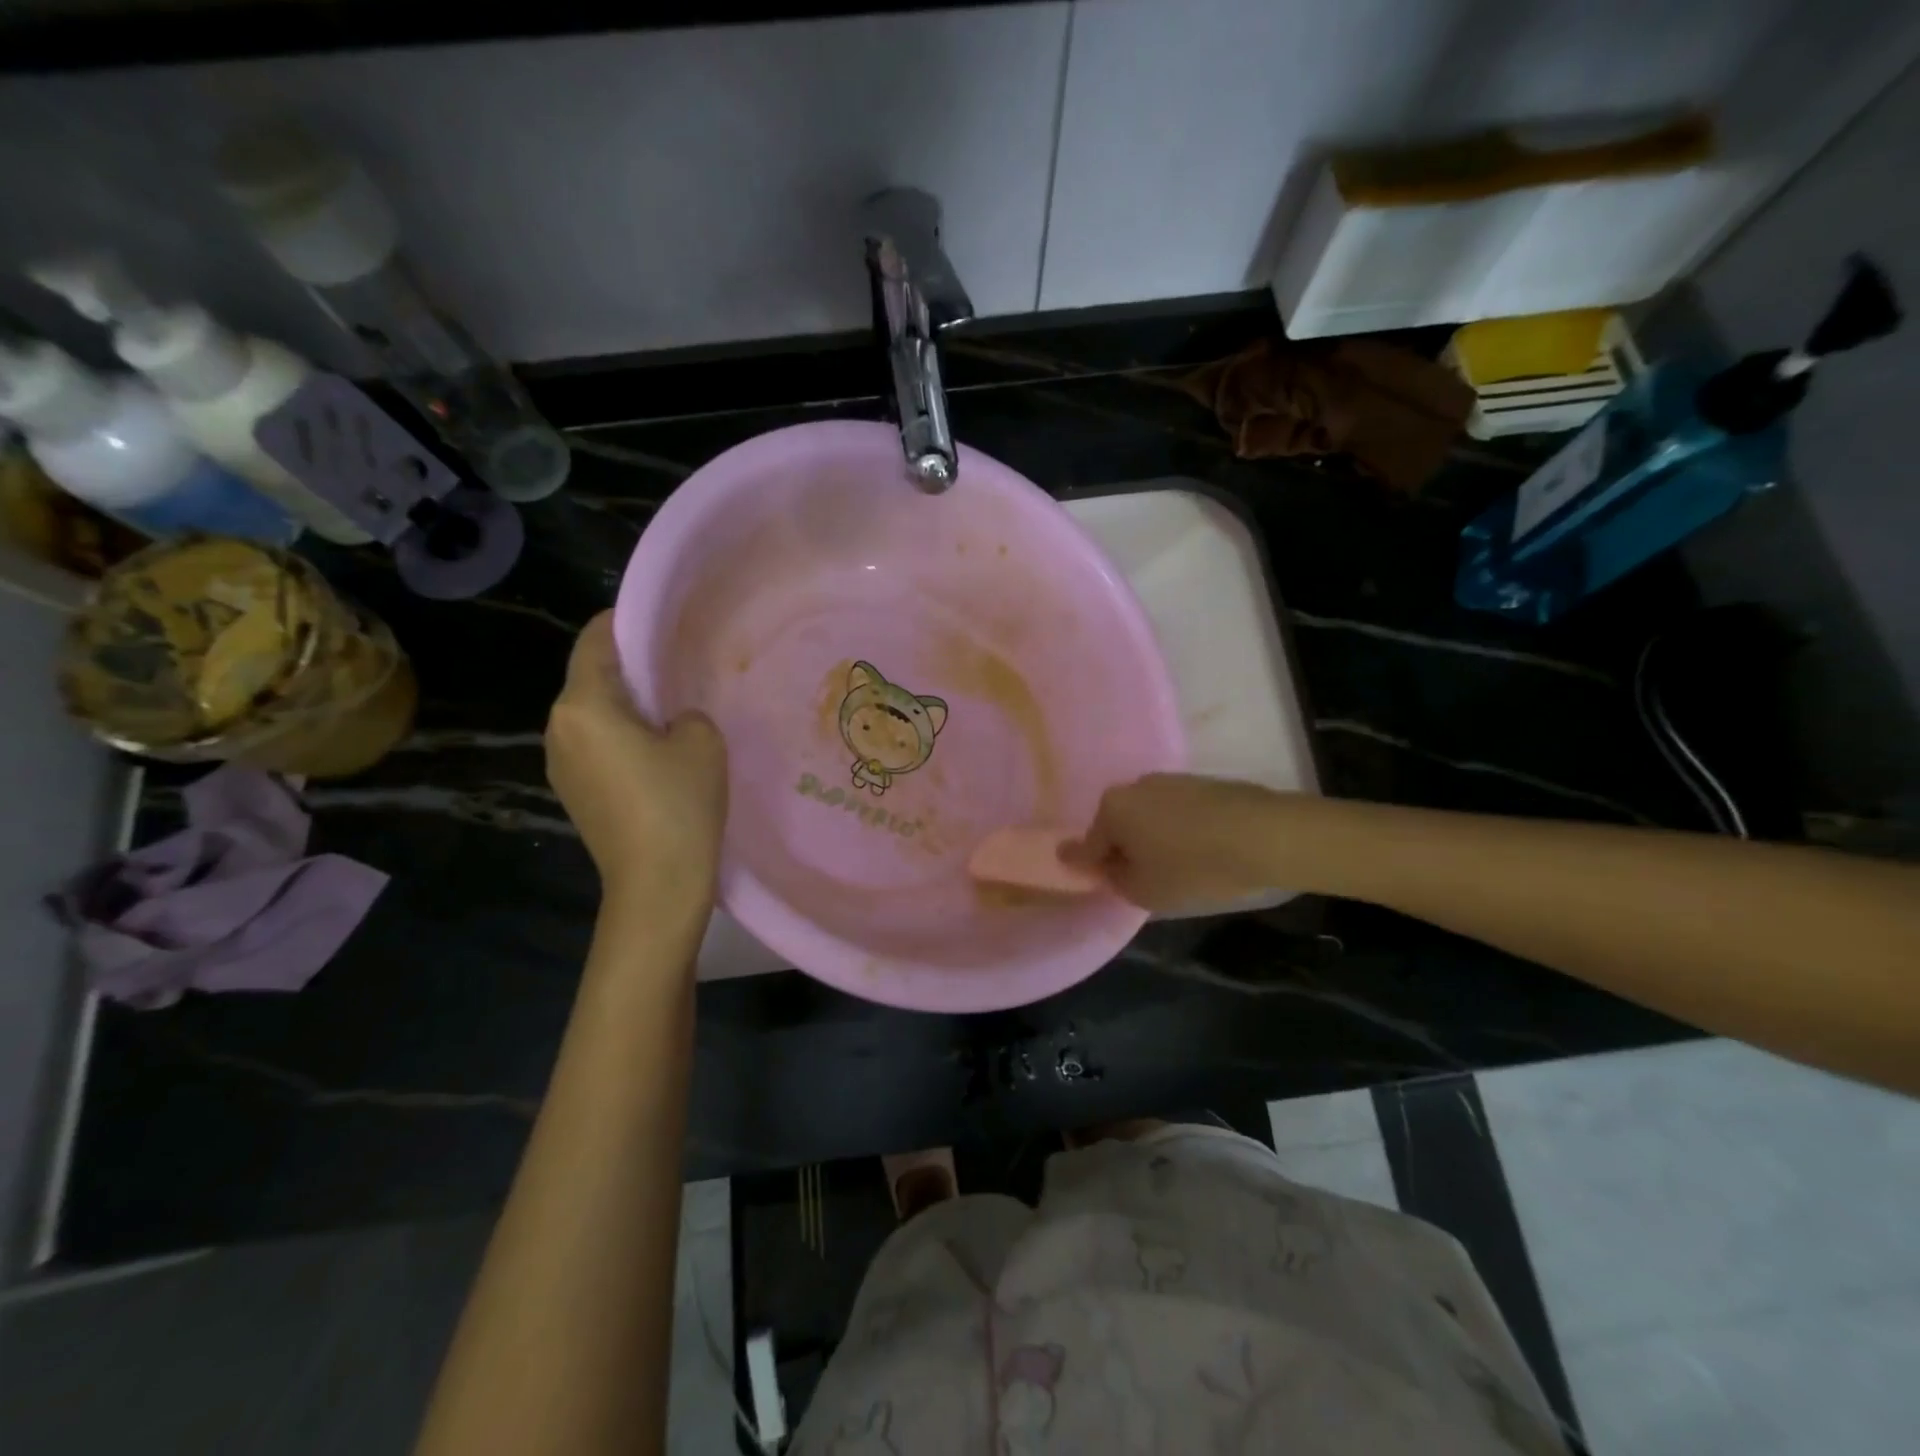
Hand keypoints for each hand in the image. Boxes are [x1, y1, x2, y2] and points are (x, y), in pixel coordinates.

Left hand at [545, 612, 727, 896]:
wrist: (657, 885)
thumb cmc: (679, 804)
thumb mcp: (702, 740)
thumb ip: (685, 712)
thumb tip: (670, 721)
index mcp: (583, 706)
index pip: (595, 641)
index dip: (624, 622)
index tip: (659, 619)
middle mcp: (559, 728)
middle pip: (590, 677)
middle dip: (629, 666)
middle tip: (675, 664)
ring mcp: (560, 764)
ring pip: (592, 713)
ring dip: (625, 704)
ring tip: (671, 709)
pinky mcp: (573, 792)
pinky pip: (594, 744)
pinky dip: (620, 735)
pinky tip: (657, 751)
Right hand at [1062, 774, 1280, 912]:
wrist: (1264, 835)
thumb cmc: (1193, 867)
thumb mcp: (1144, 890)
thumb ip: (1112, 878)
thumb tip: (1102, 865)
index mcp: (1111, 808)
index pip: (1088, 845)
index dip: (1087, 867)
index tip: (1091, 878)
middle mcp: (1133, 786)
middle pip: (1117, 826)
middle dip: (1123, 849)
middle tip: (1141, 878)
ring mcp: (1169, 780)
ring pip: (1147, 816)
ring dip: (1152, 837)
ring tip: (1175, 865)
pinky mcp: (1200, 783)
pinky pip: (1175, 811)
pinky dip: (1178, 828)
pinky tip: (1198, 848)